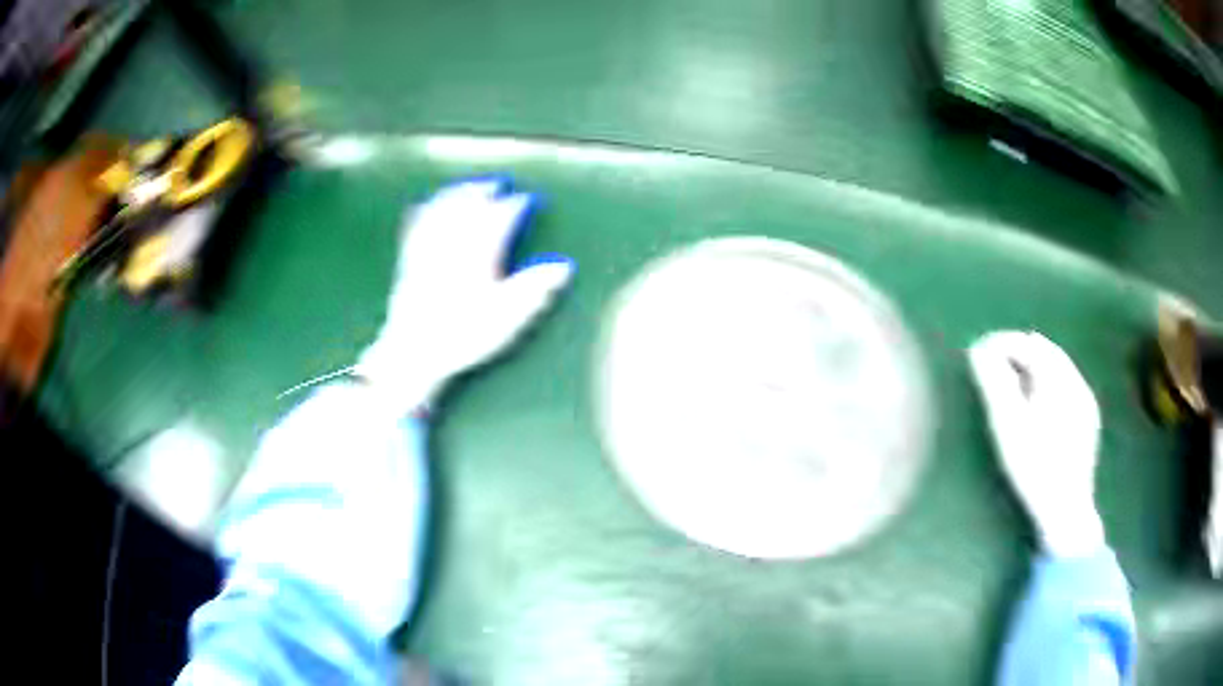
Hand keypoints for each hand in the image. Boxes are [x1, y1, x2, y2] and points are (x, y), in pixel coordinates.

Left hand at [357, 178, 574, 415]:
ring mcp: (428, 251)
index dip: (515, 206)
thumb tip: (564, 266)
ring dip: (456, 194)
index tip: (527, 200)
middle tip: (497, 183)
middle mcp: (453, 245)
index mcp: (479, 254)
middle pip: (469, 207)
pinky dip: (424, 211)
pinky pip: (416, 226)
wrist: (414, 353)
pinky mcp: (408, 262)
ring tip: (468, 185)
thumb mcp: (508, 317)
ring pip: (442, 210)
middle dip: (484, 191)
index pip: (500, 219)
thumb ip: (535, 288)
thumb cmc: (464, 337)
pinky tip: (424, 204)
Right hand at [968, 331, 1105, 557]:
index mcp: (1059, 379)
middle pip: (1046, 352)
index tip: (979, 353)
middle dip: (1018, 354)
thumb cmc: (1034, 467)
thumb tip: (979, 349)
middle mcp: (1077, 382)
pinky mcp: (1088, 421)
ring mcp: (1086, 402)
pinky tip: (1036, 407)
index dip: (1002, 343)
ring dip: (1033, 369)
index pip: (1029, 344)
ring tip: (1011, 387)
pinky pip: (1066, 387)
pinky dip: (1047, 386)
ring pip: (1057, 369)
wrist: (1065, 511)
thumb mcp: (1008, 425)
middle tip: (992, 368)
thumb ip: (995, 383)